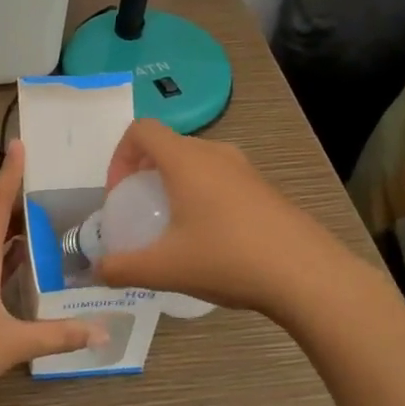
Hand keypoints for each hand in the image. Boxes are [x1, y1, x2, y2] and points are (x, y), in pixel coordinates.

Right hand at [96, 119, 340, 319]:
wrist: (307, 275)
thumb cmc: (228, 259)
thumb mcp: (165, 269)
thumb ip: (122, 268)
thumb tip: (97, 272)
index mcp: (185, 160)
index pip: (141, 130)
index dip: (120, 155)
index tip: (119, 193)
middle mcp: (215, 154)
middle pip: (168, 146)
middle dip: (145, 172)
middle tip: (140, 210)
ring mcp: (245, 170)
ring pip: (197, 162)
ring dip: (175, 184)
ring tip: (173, 226)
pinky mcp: (266, 189)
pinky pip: (221, 179)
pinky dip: (203, 196)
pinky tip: (210, 240)